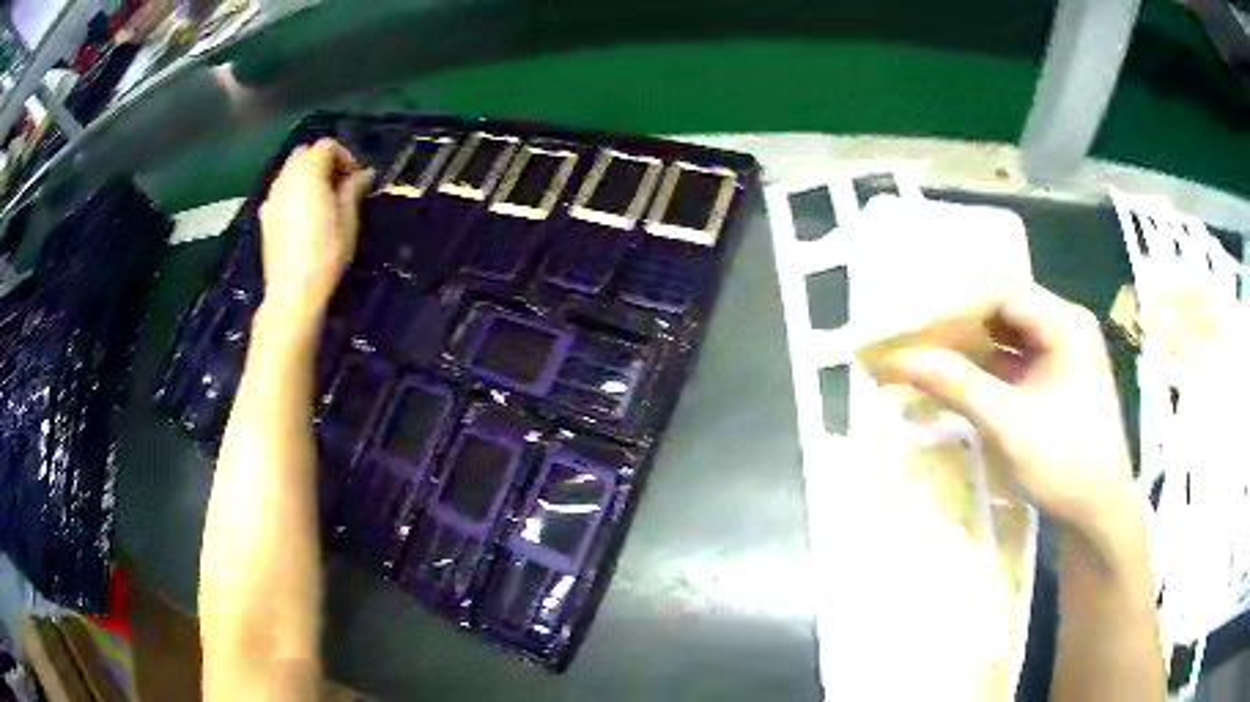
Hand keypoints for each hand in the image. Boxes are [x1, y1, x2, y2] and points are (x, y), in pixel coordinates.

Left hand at [258, 139, 372, 324]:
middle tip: (340, 186)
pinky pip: (281, 192)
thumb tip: (365, 173)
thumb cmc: (326, 252)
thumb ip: (354, 189)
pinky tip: (303, 216)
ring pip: (291, 172)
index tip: (357, 180)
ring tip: (323, 201)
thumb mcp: (348, 218)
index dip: (346, 157)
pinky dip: (294, 193)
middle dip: (324, 163)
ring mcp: (272, 196)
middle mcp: (286, 177)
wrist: (292, 291)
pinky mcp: (265, 217)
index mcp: (308, 171)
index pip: (327, 146)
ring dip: (308, 177)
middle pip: (305, 153)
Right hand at [872, 283, 1138, 553]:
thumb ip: (956, 384)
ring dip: (973, 339)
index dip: (955, 304)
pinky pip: (1018, 353)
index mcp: (1065, 323)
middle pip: (1006, 303)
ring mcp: (1065, 349)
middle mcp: (1067, 324)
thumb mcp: (1008, 424)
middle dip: (961, 319)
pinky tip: (963, 374)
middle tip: (920, 338)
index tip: (916, 328)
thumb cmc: (1063, 463)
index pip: (1002, 291)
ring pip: (1010, 328)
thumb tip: (900, 360)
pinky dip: (989, 360)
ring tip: (933, 354)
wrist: (1099, 512)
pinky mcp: (1060, 374)